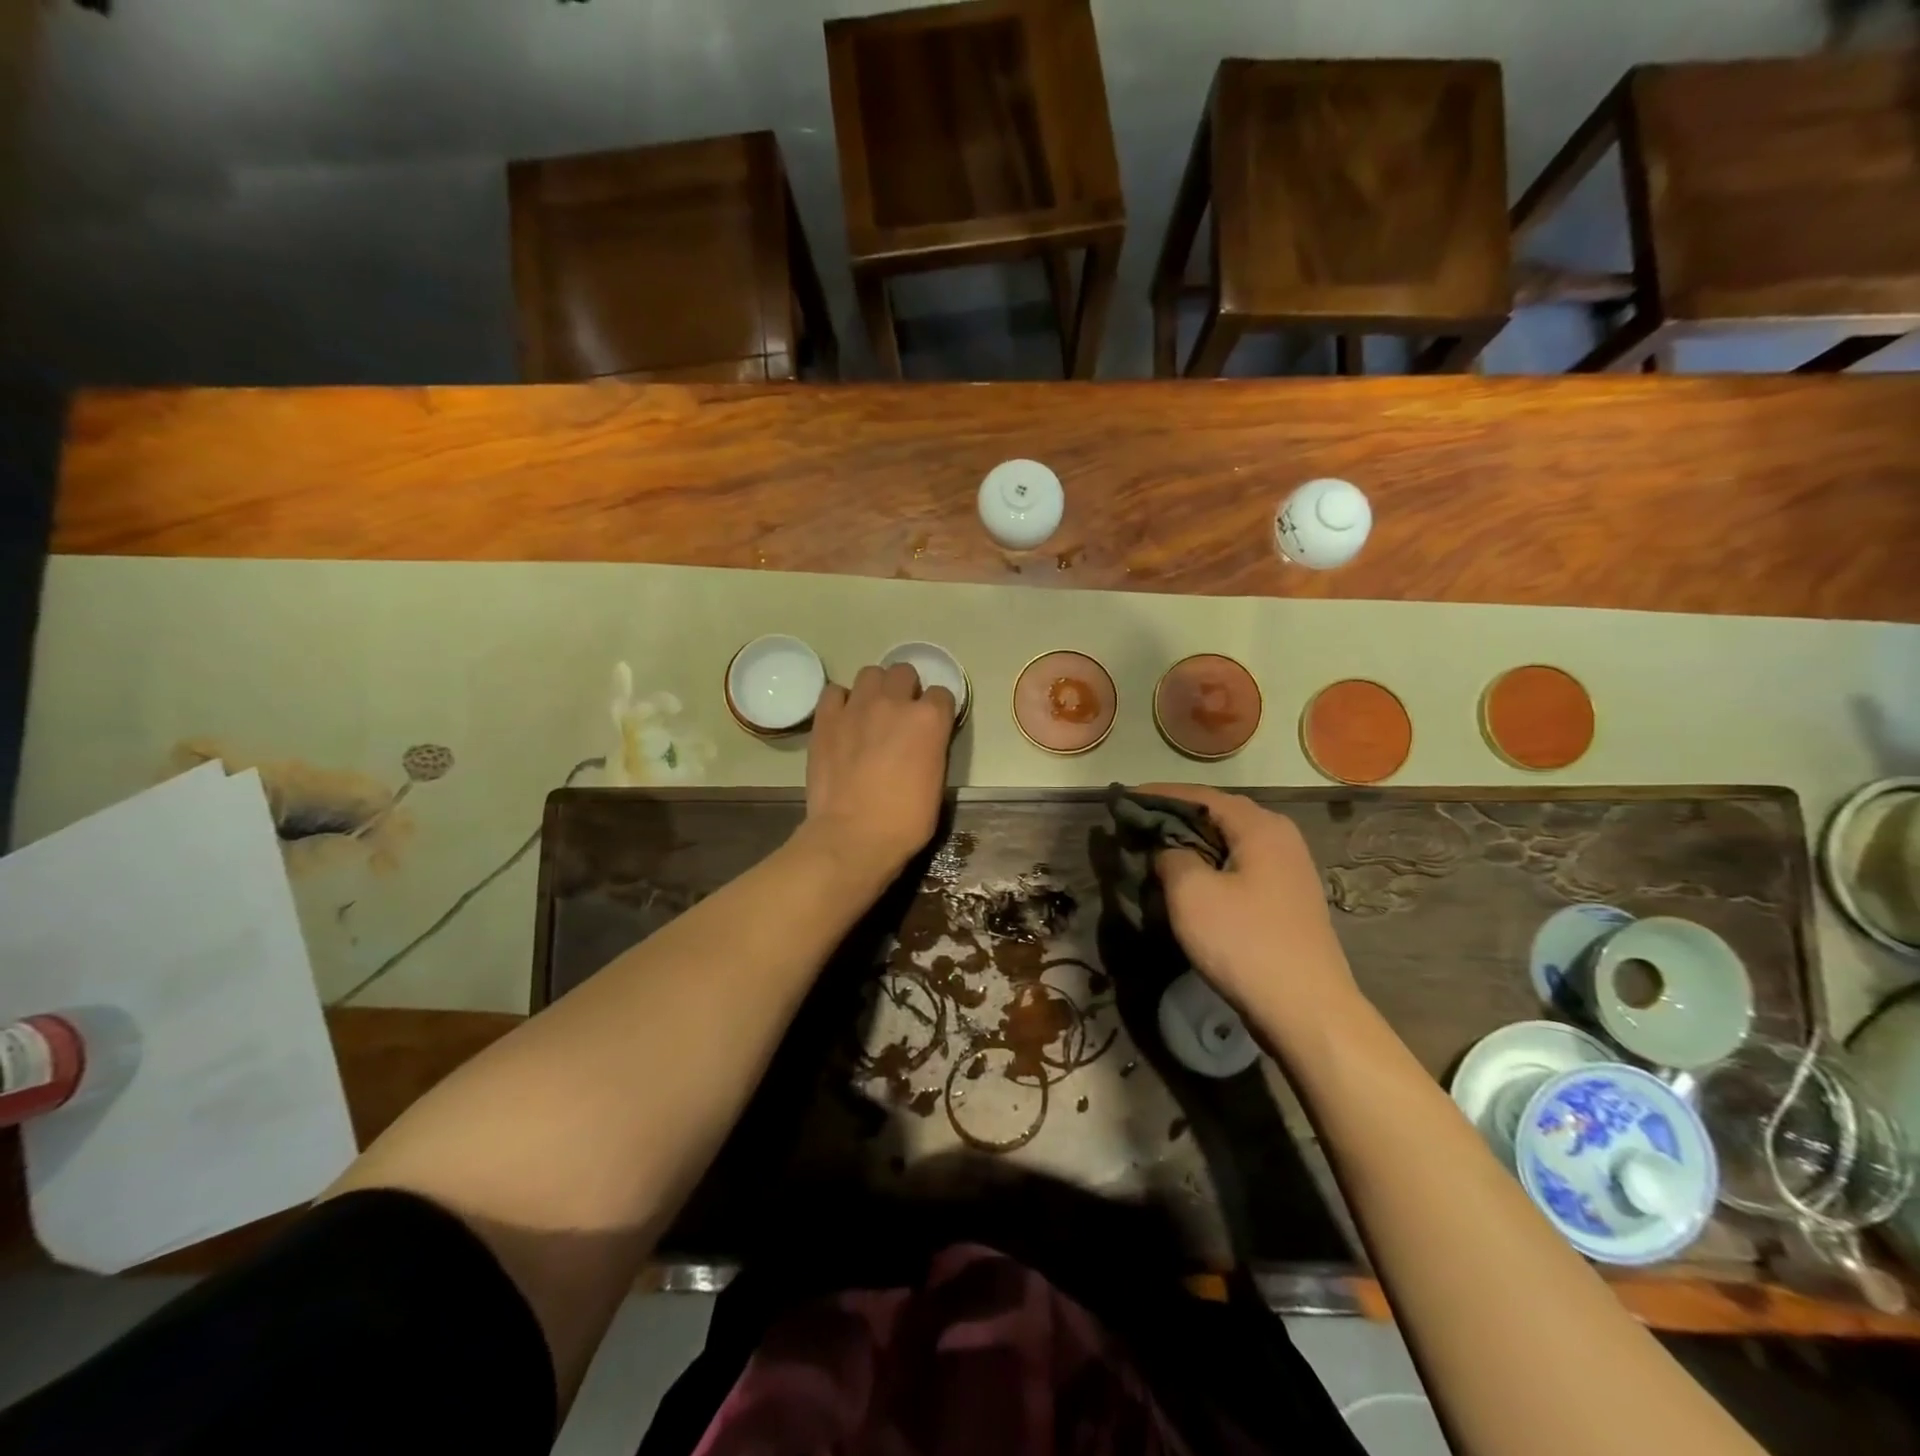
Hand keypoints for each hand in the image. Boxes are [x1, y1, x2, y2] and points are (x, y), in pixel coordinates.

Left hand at [800, 663, 954, 882]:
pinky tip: (843, 720)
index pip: (942, 694)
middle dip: (906, 689)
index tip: (932, 727)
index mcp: (930, 719)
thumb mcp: (936, 783)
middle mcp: (895, 702)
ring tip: (871, 712)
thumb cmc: (905, 821)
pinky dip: (841, 701)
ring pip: (870, 673)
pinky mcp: (827, 718)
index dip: (938, 710)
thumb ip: (932, 749)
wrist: (853, 836)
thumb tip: (923, 742)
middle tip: (900, 715)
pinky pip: (834, 691)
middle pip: (904, 672)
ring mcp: (857, 706)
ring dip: (875, 689)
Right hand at [1145, 784, 1361, 1032]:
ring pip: (1229, 843)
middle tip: (1136, 825)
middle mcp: (1280, 838)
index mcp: (1260, 826)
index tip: (1124, 799)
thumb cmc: (1245, 943)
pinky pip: (1240, 867)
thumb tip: (1168, 851)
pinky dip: (1210, 865)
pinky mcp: (1286, 899)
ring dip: (1192, 843)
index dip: (1159, 795)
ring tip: (1155, 851)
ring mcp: (1288, 869)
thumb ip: (1171, 856)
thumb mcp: (1191, 893)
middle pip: (1218, 815)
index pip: (1201, 795)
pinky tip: (1189, 882)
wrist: (1307, 1010)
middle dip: (1175, 817)